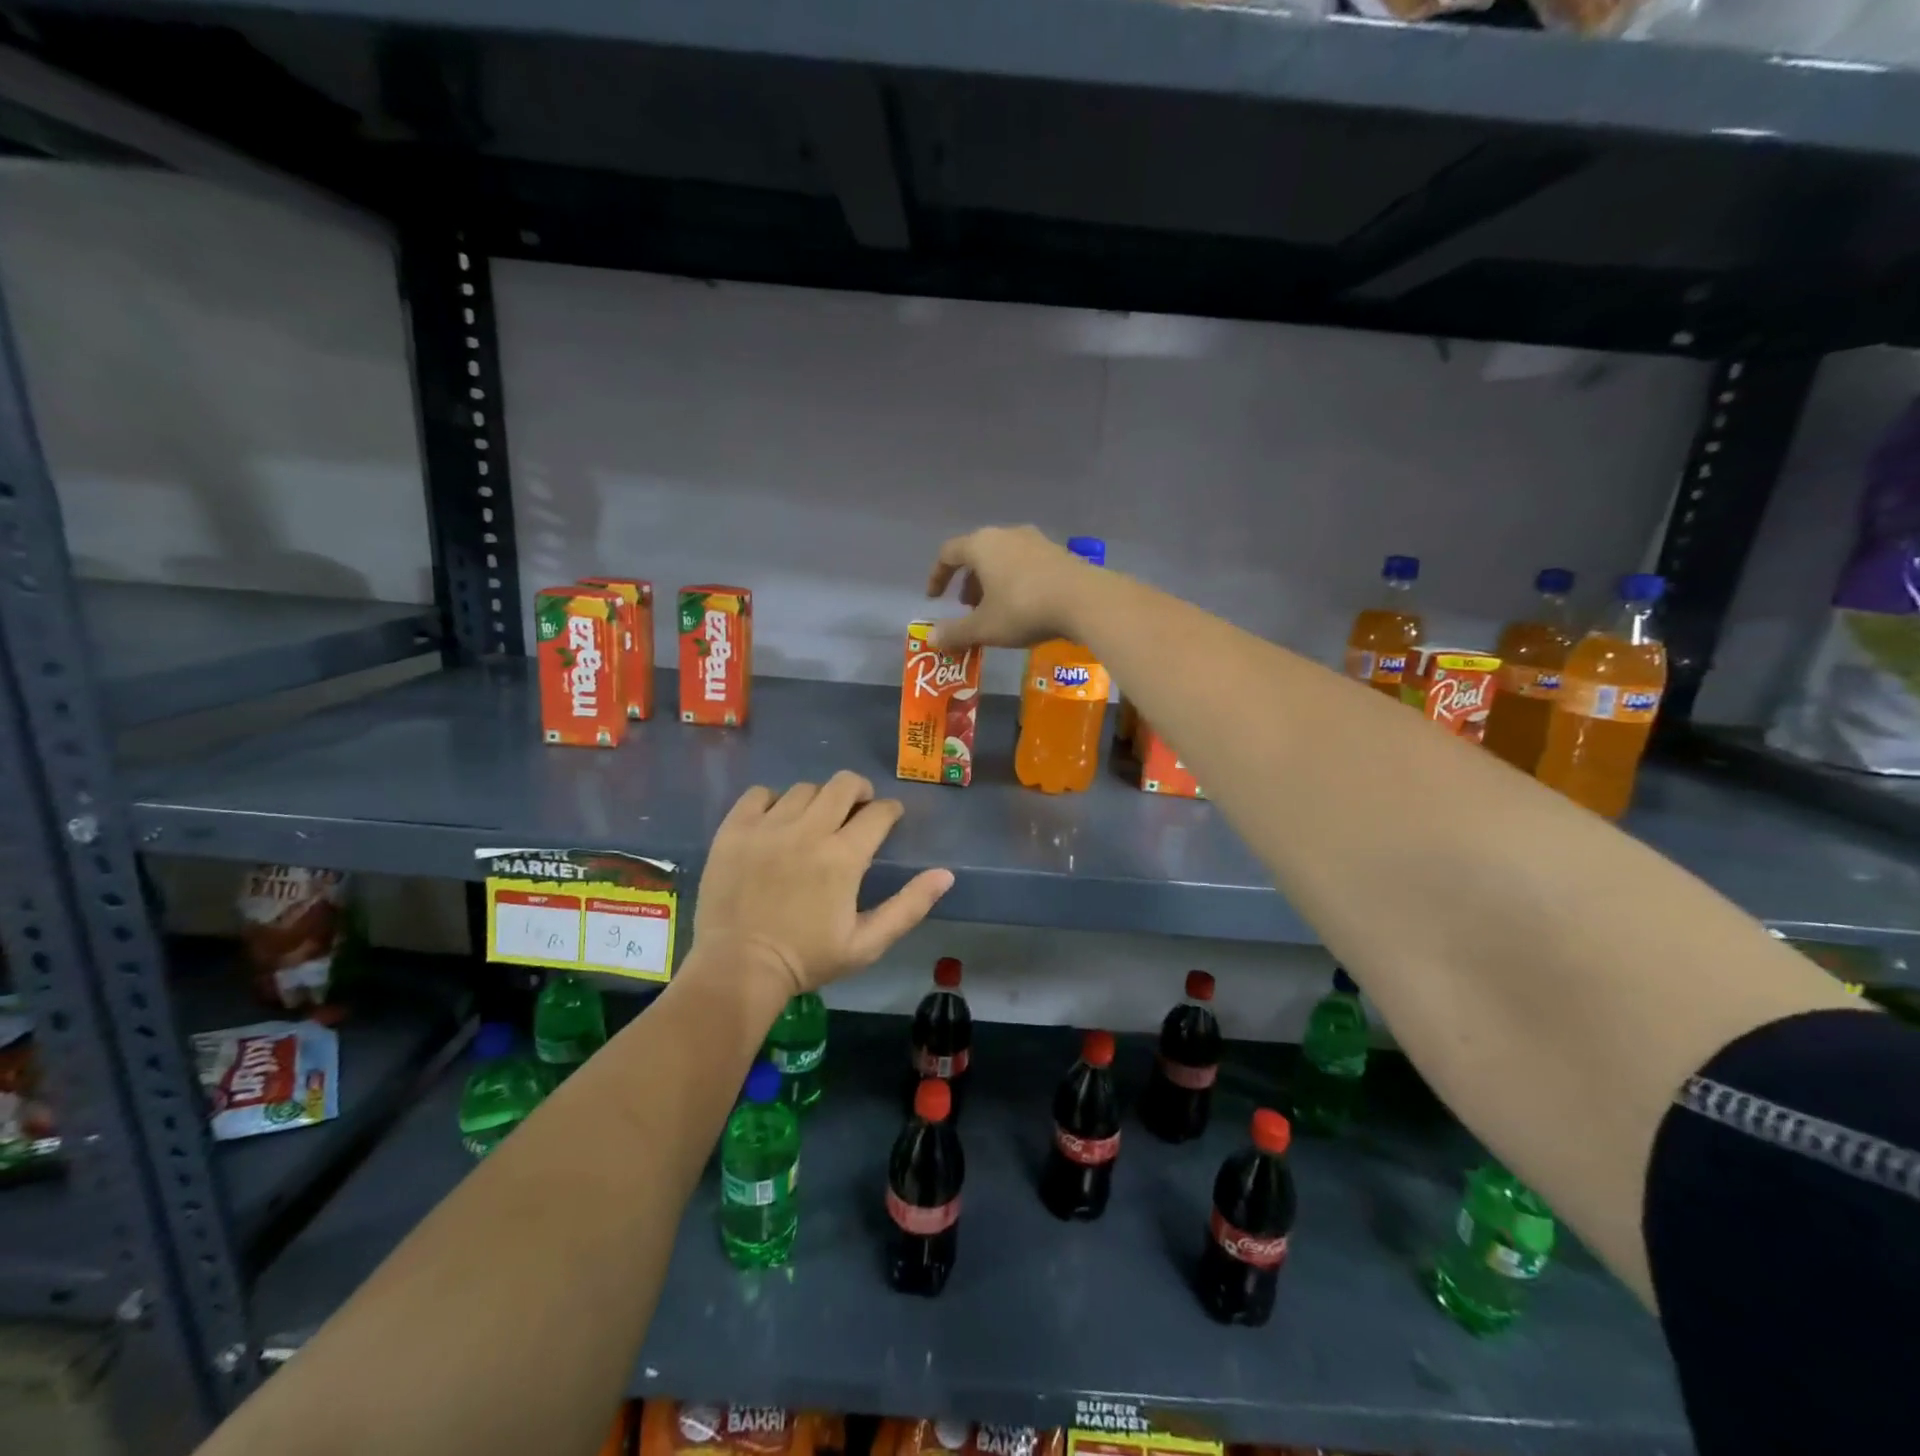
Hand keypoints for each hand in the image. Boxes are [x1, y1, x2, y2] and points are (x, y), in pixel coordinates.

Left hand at [692, 771, 953, 998]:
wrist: (737, 969)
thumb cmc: (807, 959)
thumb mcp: (867, 943)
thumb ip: (909, 906)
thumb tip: (945, 874)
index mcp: (844, 857)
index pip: (879, 812)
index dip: (890, 811)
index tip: (889, 818)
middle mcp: (808, 831)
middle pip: (843, 784)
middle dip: (859, 791)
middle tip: (857, 809)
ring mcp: (767, 826)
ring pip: (804, 788)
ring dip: (818, 799)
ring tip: (815, 820)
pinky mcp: (734, 829)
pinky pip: (759, 794)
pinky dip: (773, 801)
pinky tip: (776, 822)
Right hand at [926, 525, 1096, 651]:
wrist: (1085, 601)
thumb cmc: (1024, 609)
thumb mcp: (984, 627)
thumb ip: (955, 632)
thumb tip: (931, 637)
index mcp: (982, 545)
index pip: (948, 553)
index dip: (937, 576)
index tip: (934, 598)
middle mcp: (1007, 535)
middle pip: (978, 554)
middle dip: (968, 581)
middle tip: (967, 607)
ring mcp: (1036, 541)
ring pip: (1003, 559)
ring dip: (992, 582)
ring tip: (995, 610)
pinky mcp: (1059, 553)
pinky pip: (1026, 565)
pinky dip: (1015, 582)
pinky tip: (1024, 607)